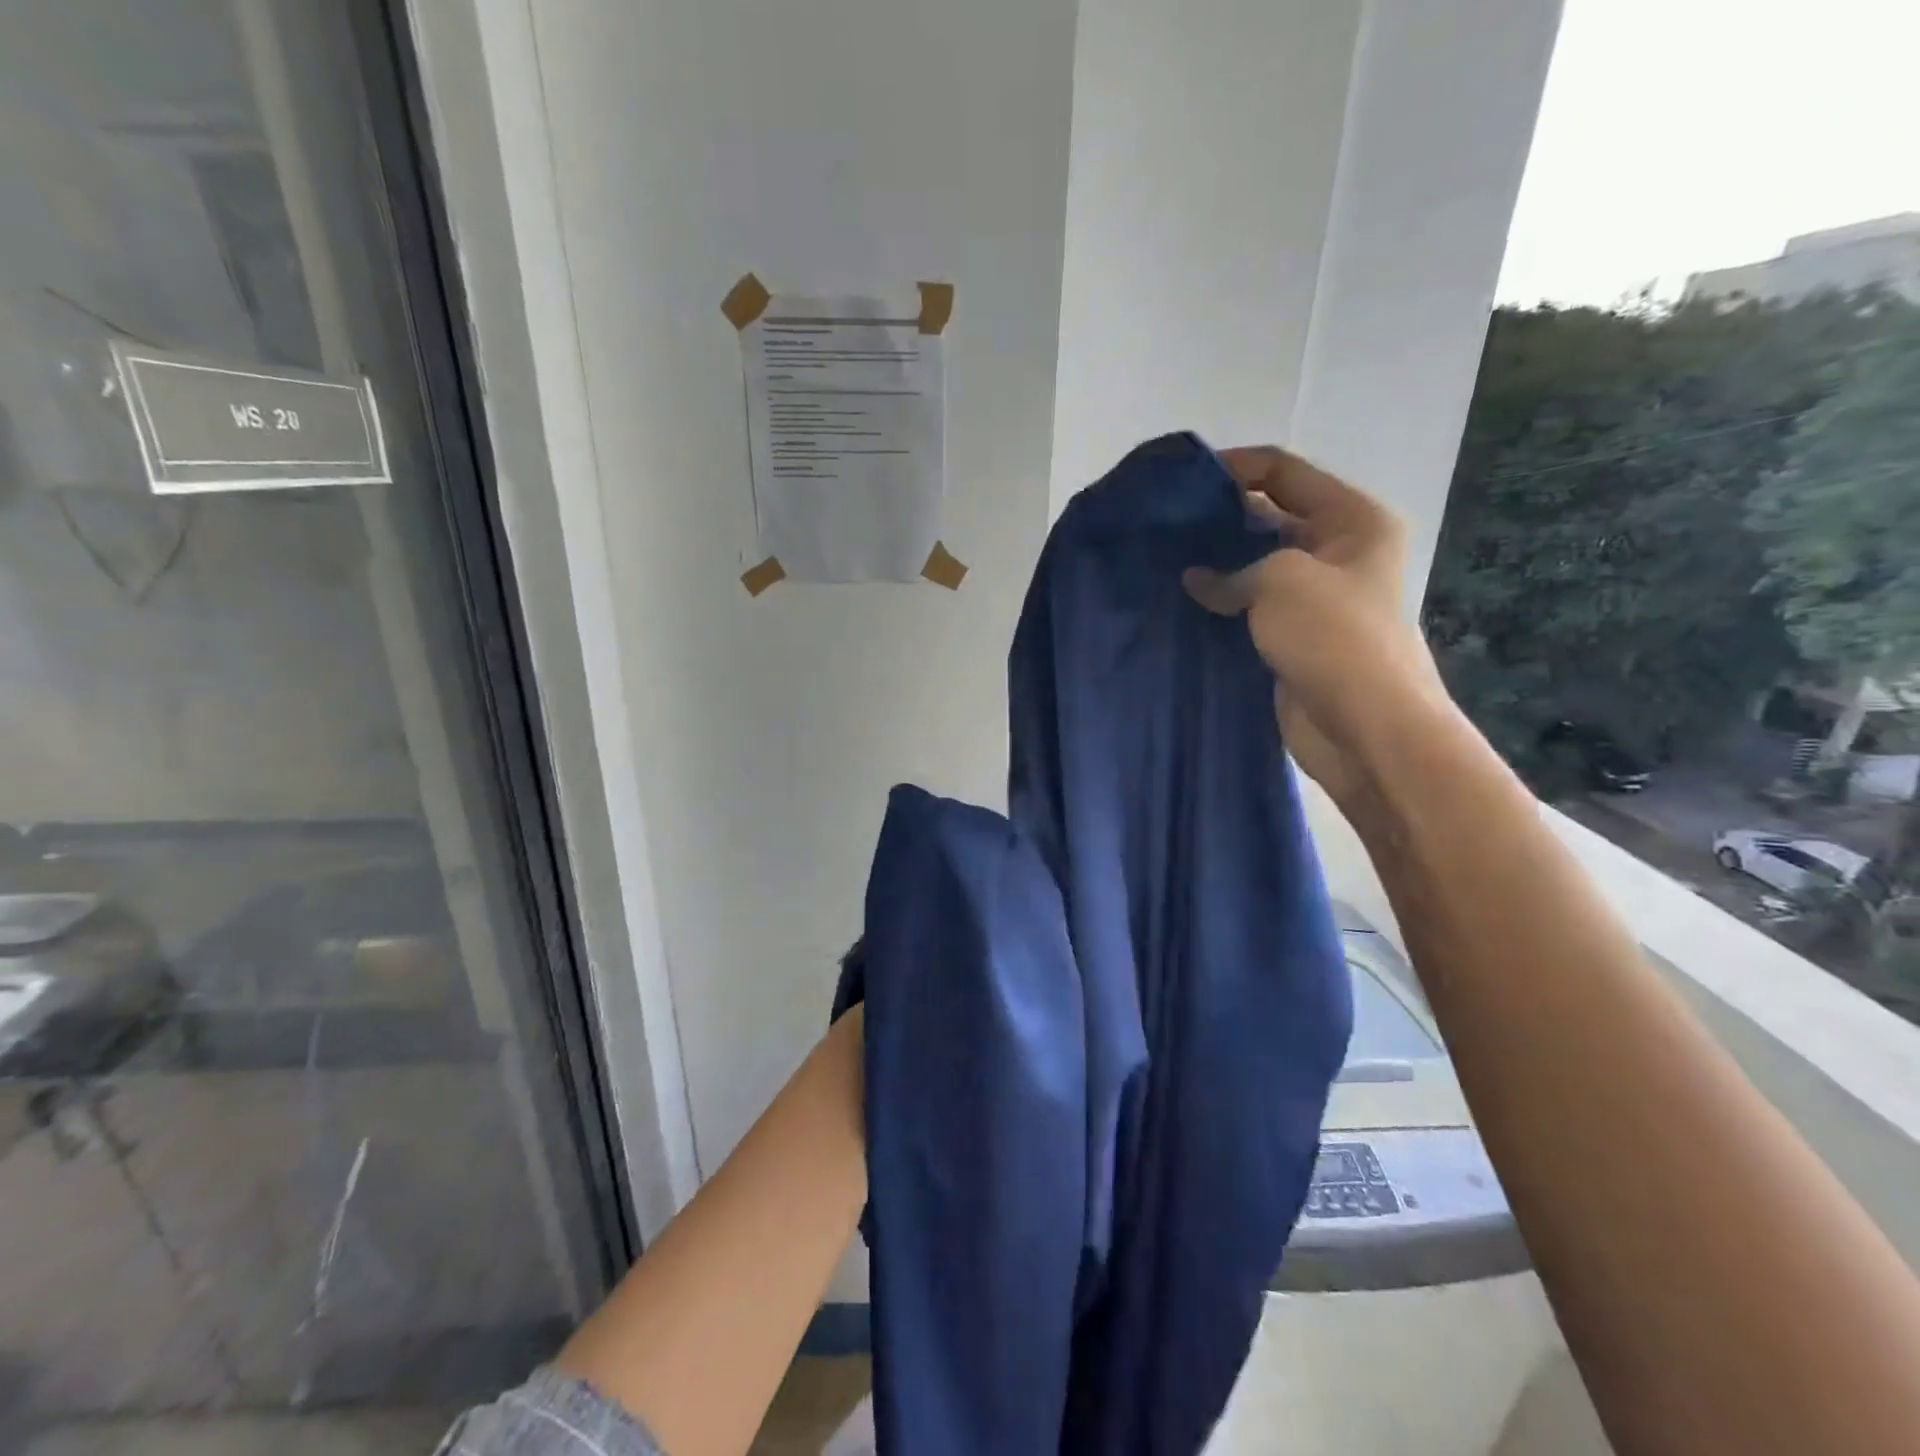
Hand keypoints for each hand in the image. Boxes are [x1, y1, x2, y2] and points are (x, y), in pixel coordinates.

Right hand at [1183, 445, 1450, 809]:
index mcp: (1352, 519)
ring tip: (1163, 563)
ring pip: (1255, 567)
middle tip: (1164, 526)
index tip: (1182, 481)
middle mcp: (1337, 551)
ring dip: (1216, 565)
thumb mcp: (1281, 581)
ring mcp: (1314, 597)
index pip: (1284, 472)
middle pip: (1269, 517)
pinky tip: (1181, 603)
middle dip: (1220, 519)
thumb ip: (1232, 570)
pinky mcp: (1292, 636)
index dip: (1234, 467)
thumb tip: (1196, 579)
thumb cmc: (1334, 636)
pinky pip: (1249, 608)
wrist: (1365, 727)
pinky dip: (1220, 605)